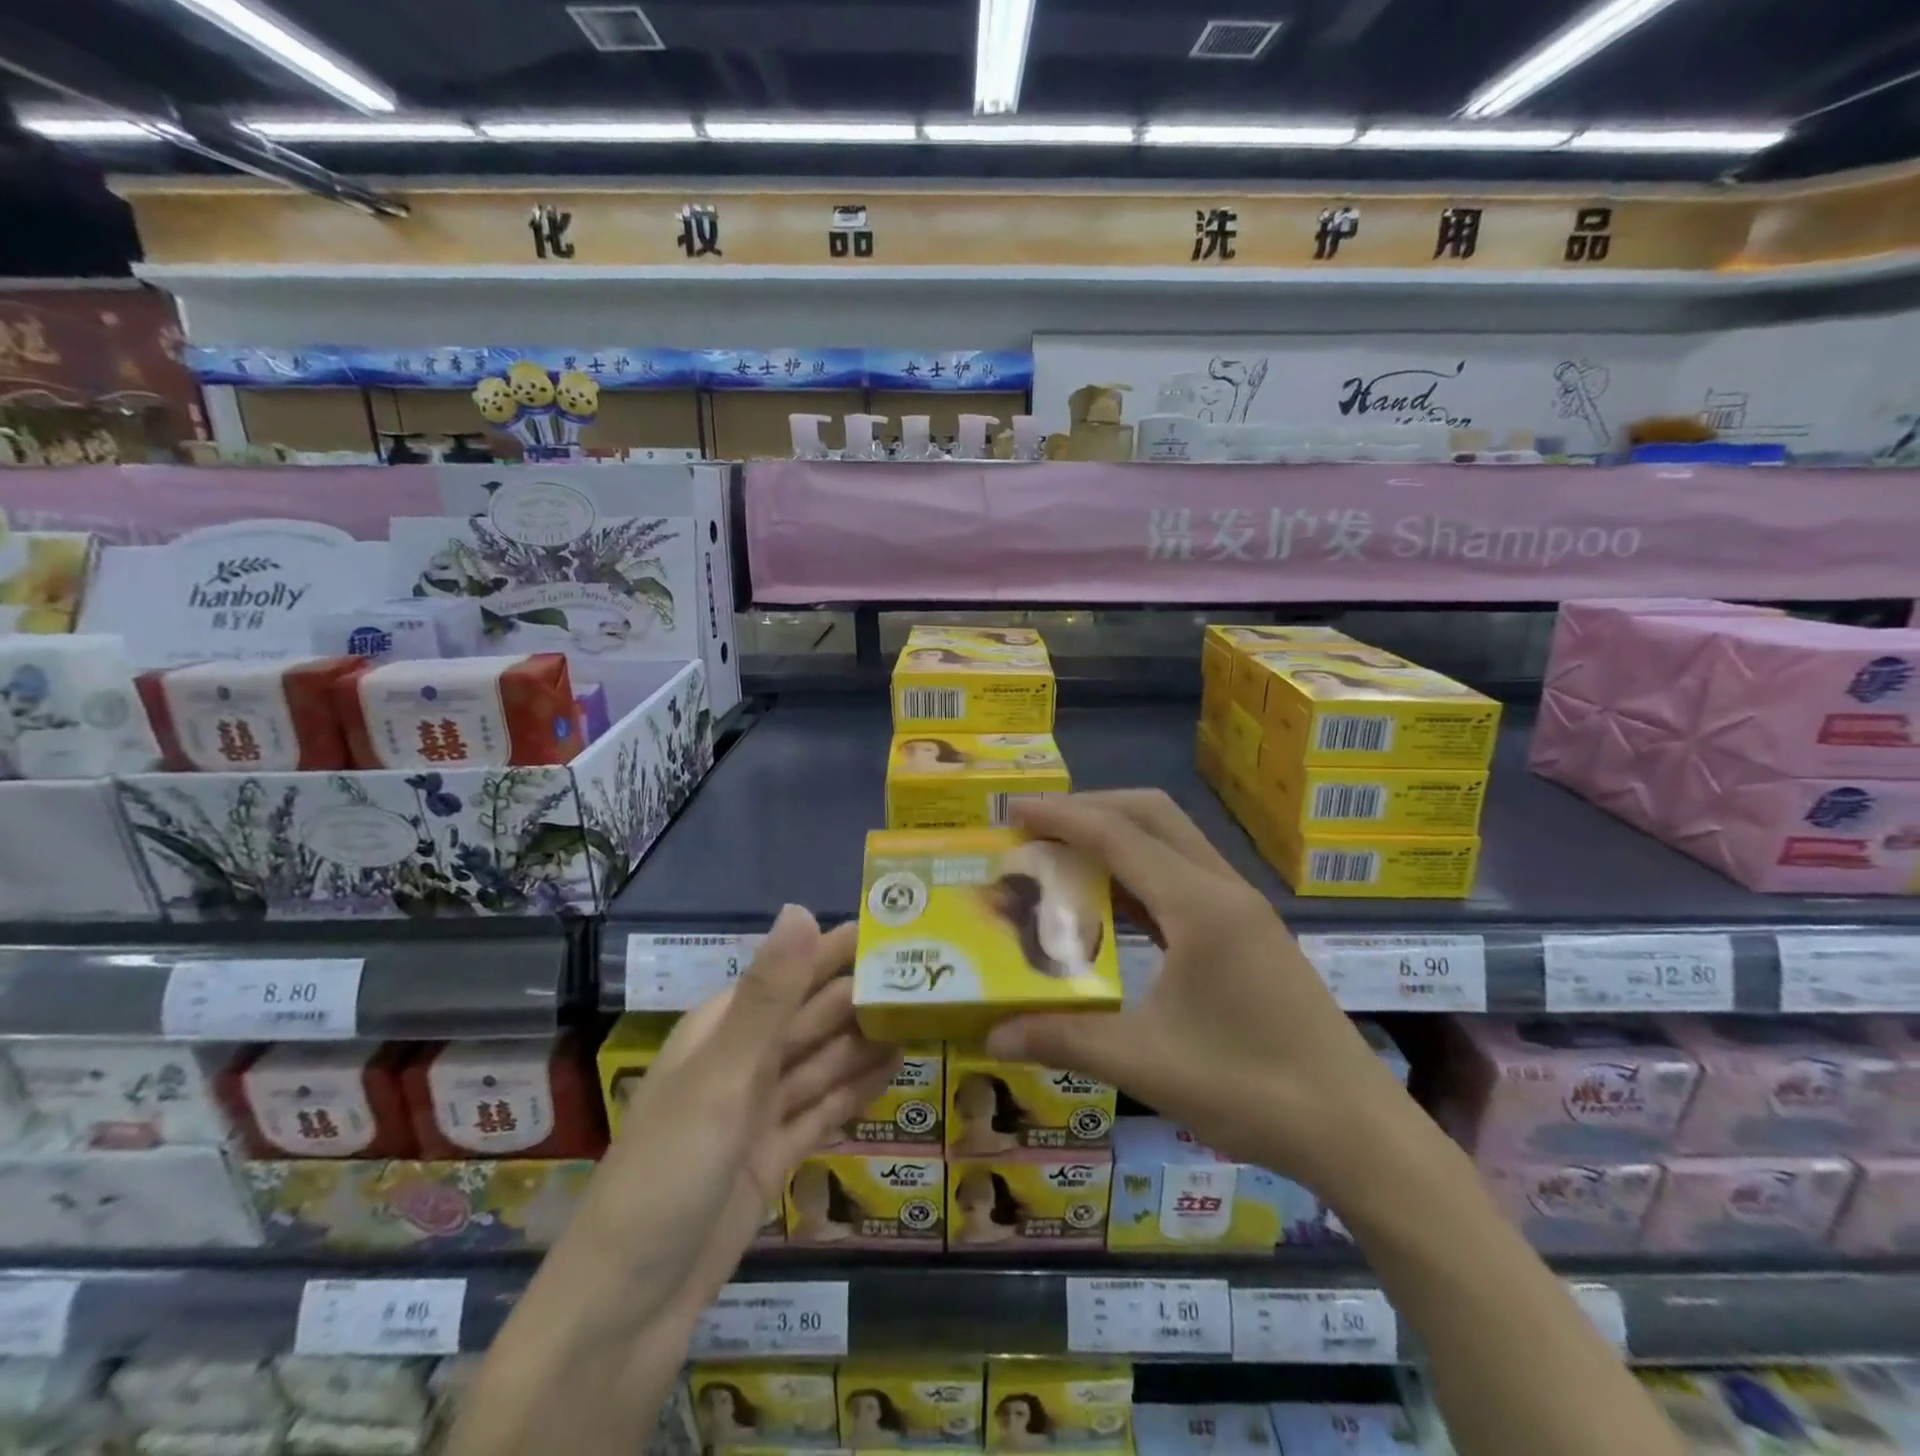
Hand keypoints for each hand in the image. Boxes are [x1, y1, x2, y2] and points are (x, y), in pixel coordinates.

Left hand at [581, 904, 900, 1314]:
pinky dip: (857, 1088)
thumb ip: (770, 995)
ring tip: (927, 1016)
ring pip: (825, 1061)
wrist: (628, 1306)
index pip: (794, 971)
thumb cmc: (670, 1170)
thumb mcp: (723, 1074)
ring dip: (868, 1039)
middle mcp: (744, 1060)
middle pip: (815, 1016)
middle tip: (933, 974)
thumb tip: (802, 908)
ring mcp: (760, 1110)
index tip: (900, 926)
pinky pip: (825, 1108)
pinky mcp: (775, 1155)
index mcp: (725, 1028)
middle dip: (866, 994)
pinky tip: (896, 1068)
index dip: (841, 948)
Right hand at [984, 791, 1410, 1190]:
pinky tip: (1112, 907)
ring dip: (1117, 837)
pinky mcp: (1250, 932)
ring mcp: (1242, 908)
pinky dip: (1140, 872)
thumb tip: (992, 1036)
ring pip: (1171, 841)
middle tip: (1037, 830)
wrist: (1357, 1132)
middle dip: (1091, 809)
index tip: (1013, 811)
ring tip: (1063, 859)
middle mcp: (1223, 889)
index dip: (1061, 817)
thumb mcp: (1145, 1063)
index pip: (1118, 835)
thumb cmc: (1251, 1089)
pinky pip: (1184, 877)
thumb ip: (1063, 1039)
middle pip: (1151, 815)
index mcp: (1199, 905)